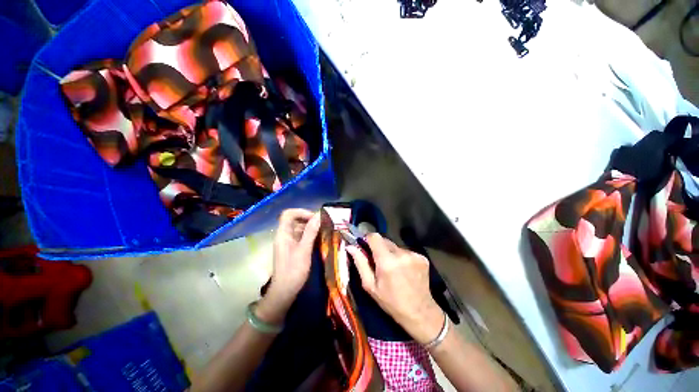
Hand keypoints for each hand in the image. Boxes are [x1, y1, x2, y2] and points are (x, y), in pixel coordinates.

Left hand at [256, 209, 320, 324]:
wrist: (285, 292)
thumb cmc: (293, 271)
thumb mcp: (304, 250)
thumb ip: (311, 232)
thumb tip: (319, 215)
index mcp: (283, 234)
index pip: (288, 214)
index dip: (301, 212)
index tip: (315, 218)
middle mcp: (284, 235)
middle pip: (294, 219)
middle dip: (309, 219)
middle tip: (323, 224)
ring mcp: (288, 242)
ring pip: (299, 228)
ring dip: (311, 227)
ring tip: (324, 230)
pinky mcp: (293, 248)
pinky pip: (301, 236)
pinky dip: (310, 235)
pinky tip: (320, 239)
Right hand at [347, 234, 443, 344]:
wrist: (420, 312)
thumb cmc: (391, 302)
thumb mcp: (370, 285)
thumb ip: (360, 263)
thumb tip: (350, 246)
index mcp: (387, 261)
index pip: (374, 237)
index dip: (368, 239)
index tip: (365, 246)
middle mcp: (401, 254)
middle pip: (385, 240)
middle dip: (379, 248)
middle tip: (378, 262)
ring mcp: (414, 255)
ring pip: (395, 246)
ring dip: (391, 253)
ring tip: (393, 269)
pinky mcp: (422, 257)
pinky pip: (406, 251)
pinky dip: (402, 258)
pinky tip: (404, 271)